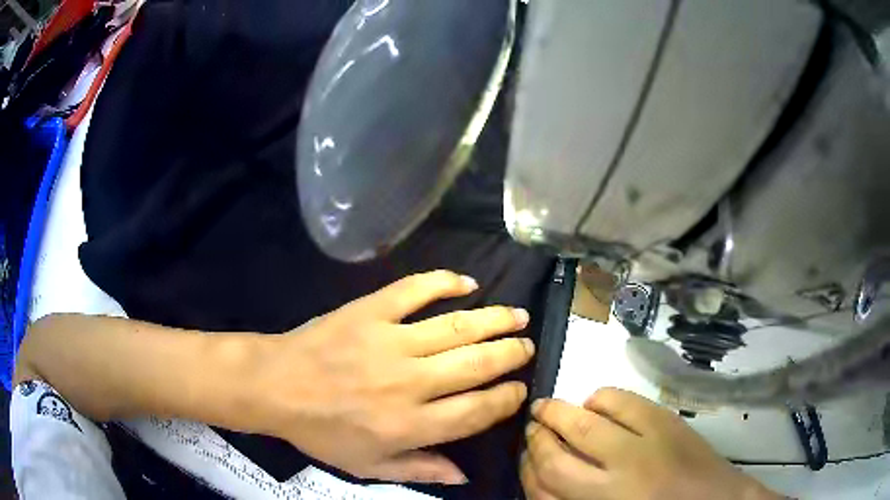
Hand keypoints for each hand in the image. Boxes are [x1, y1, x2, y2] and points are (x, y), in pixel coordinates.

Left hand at [253, 271, 533, 484]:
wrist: (276, 386)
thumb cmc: (321, 432)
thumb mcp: (368, 467)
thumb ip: (420, 470)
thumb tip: (465, 474)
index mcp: (409, 425)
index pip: (476, 411)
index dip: (506, 399)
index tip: (520, 389)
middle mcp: (409, 383)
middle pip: (476, 365)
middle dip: (511, 355)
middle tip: (526, 347)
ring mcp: (390, 342)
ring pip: (457, 327)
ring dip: (494, 320)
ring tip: (518, 316)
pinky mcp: (370, 311)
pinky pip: (414, 290)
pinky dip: (444, 282)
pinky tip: (467, 282)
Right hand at [522, 388, 781, 499]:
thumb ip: (573, 499)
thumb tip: (543, 475)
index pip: (544, 486)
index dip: (527, 468)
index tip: (524, 456)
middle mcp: (617, 477)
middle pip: (557, 452)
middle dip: (537, 436)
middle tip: (532, 426)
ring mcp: (644, 444)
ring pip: (586, 421)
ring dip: (561, 412)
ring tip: (550, 409)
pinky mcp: (665, 420)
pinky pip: (621, 400)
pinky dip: (600, 398)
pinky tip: (595, 404)